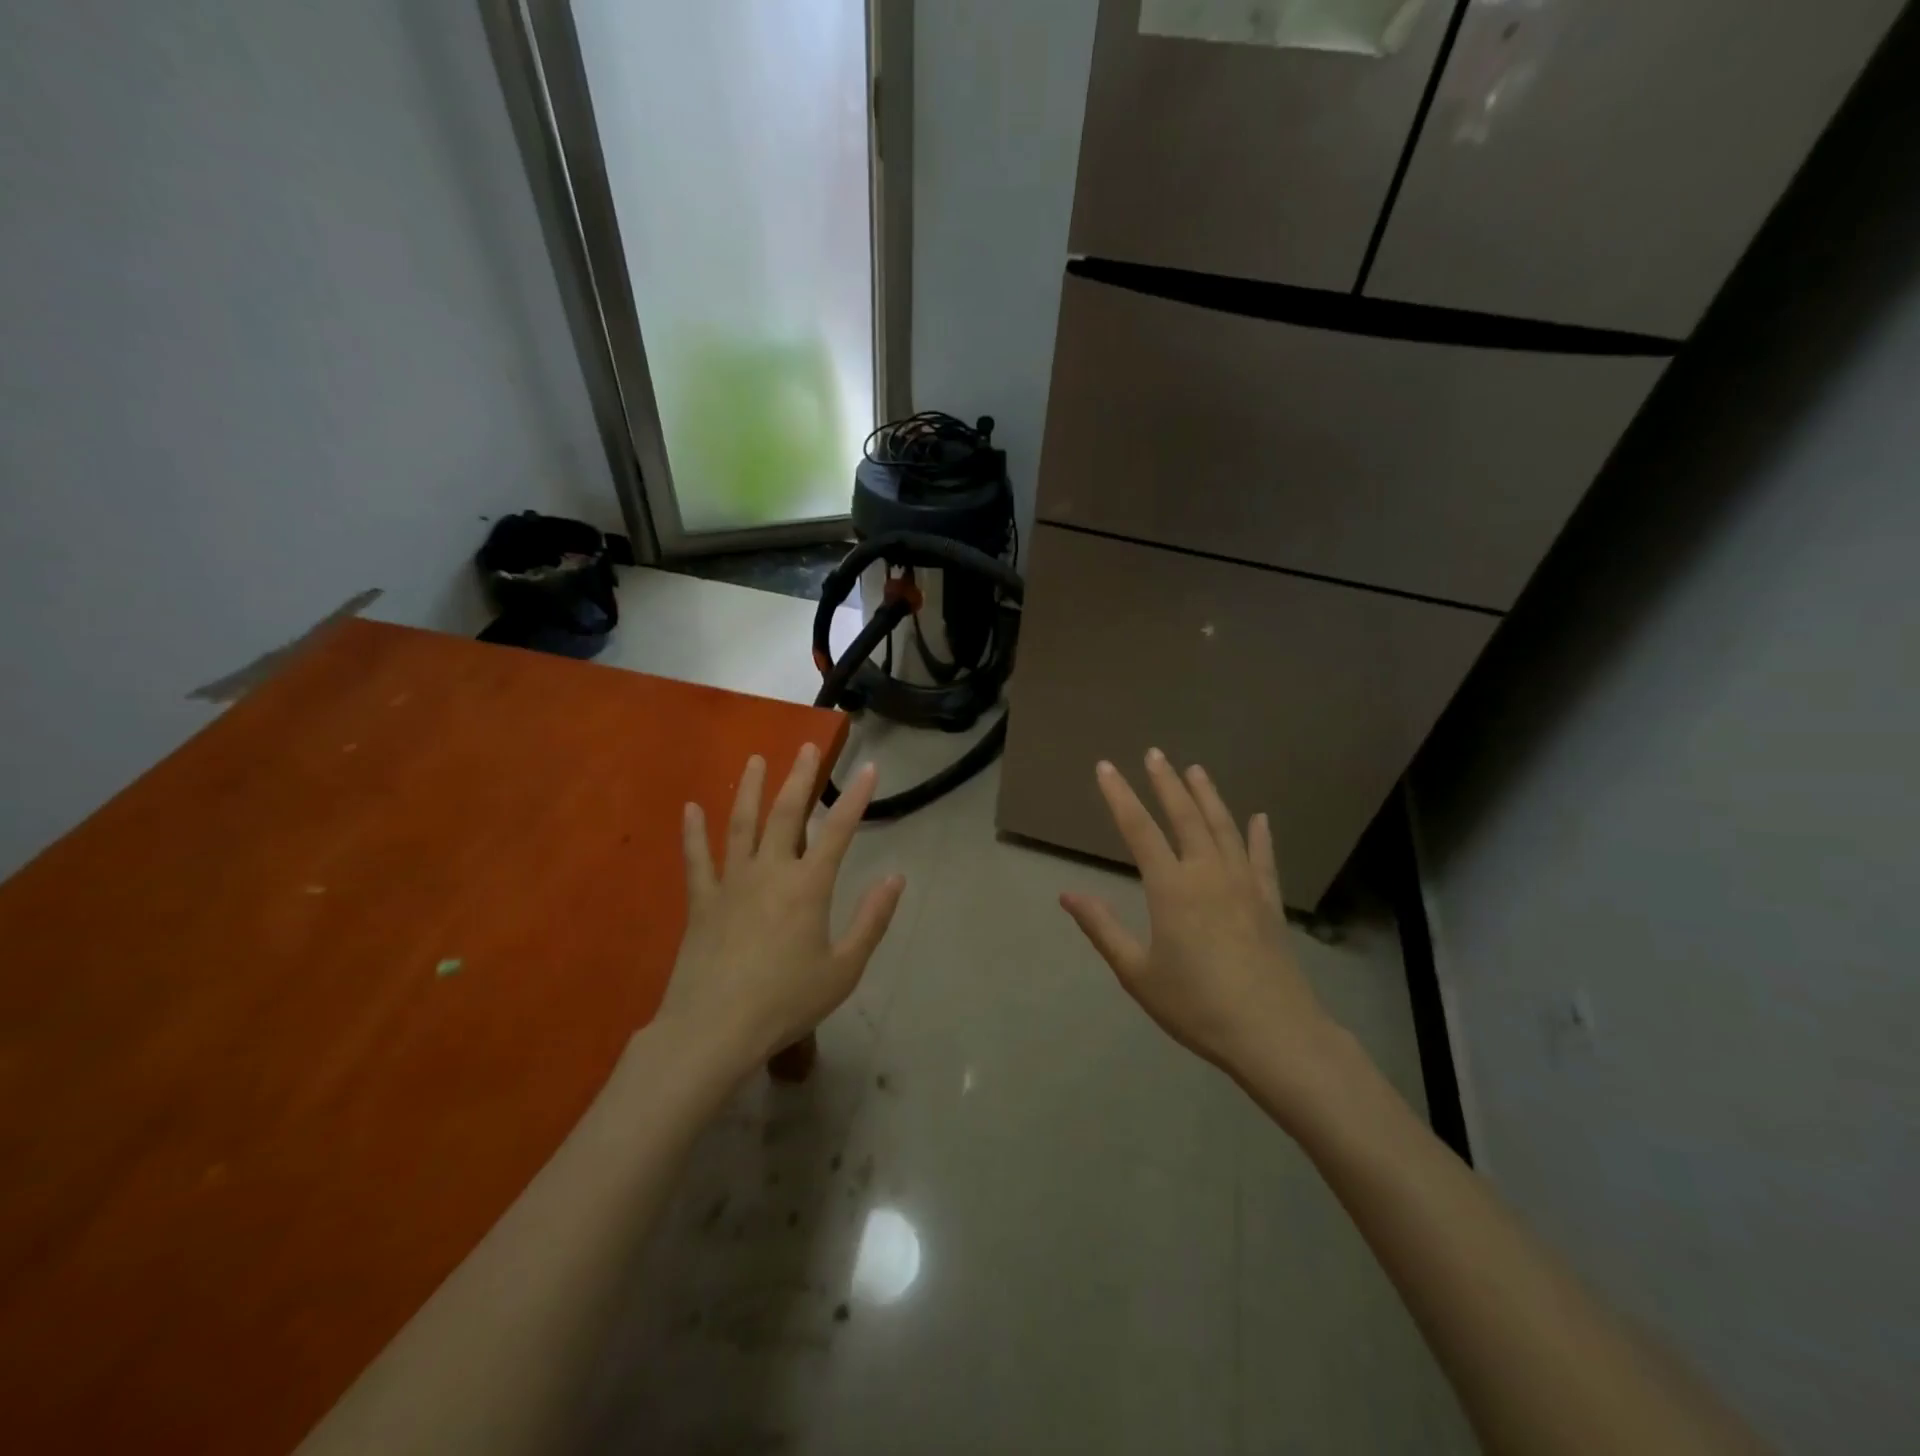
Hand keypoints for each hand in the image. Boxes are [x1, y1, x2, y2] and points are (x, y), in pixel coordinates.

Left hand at [657, 745, 905, 1076]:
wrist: (714, 1030)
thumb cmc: (786, 1002)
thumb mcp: (844, 969)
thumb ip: (871, 920)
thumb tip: (895, 878)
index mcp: (808, 887)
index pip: (838, 830)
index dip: (856, 797)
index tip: (870, 767)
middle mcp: (770, 872)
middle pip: (786, 813)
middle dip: (799, 777)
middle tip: (806, 746)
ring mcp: (731, 883)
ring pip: (741, 824)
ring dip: (750, 790)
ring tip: (755, 760)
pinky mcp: (701, 901)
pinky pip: (696, 859)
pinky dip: (693, 832)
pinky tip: (691, 808)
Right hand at [1060, 749, 1336, 1091]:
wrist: (1273, 1033)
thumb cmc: (1196, 1005)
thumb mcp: (1137, 972)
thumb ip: (1102, 928)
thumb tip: (1067, 894)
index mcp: (1171, 887)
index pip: (1139, 829)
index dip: (1120, 795)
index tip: (1106, 767)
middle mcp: (1208, 873)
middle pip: (1185, 816)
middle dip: (1166, 783)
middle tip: (1155, 753)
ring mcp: (1244, 884)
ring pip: (1224, 827)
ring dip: (1208, 795)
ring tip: (1196, 769)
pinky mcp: (1269, 902)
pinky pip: (1263, 858)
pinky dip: (1260, 835)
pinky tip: (1259, 818)